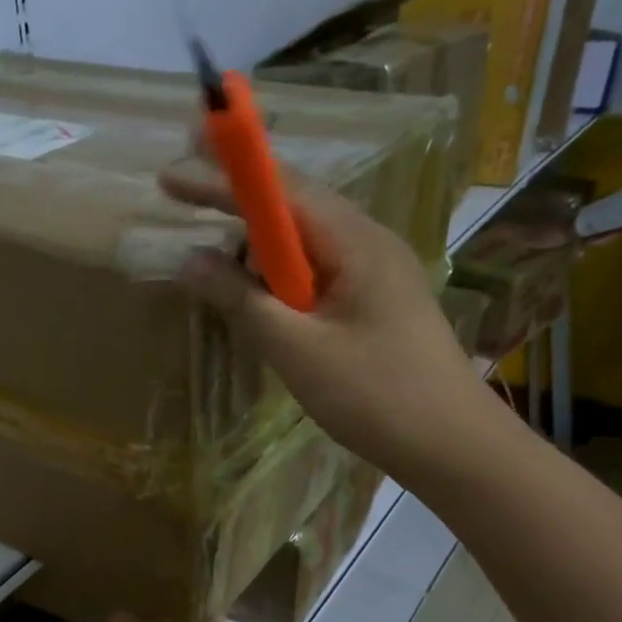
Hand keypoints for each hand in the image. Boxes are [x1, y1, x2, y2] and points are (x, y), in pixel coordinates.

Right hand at [158, 161, 492, 478]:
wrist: (452, 445)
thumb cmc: (375, 396)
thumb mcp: (297, 350)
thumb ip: (242, 300)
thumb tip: (191, 260)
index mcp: (356, 242)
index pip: (281, 191)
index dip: (222, 179)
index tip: (169, 176)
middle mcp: (371, 243)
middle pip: (296, 208)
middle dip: (240, 205)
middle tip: (187, 208)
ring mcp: (379, 273)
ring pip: (307, 245)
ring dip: (260, 250)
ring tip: (221, 272)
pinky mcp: (378, 303)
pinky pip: (320, 273)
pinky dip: (282, 280)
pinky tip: (265, 303)